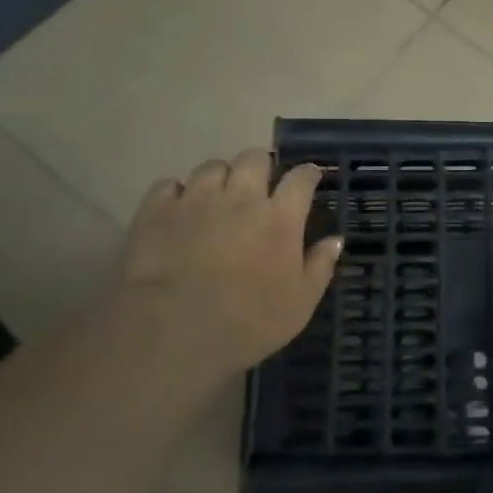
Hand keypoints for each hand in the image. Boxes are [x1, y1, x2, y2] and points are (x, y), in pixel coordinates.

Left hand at [105, 148, 341, 378]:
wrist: (171, 334)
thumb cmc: (246, 324)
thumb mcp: (299, 305)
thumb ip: (320, 267)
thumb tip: (335, 240)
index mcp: (279, 217)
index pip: (301, 178)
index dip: (308, 174)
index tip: (310, 178)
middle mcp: (240, 197)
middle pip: (254, 158)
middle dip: (262, 166)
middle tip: (261, 185)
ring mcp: (196, 200)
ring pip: (212, 166)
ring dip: (221, 177)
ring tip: (218, 196)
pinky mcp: (156, 210)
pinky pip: (169, 185)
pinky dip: (178, 193)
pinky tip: (179, 210)